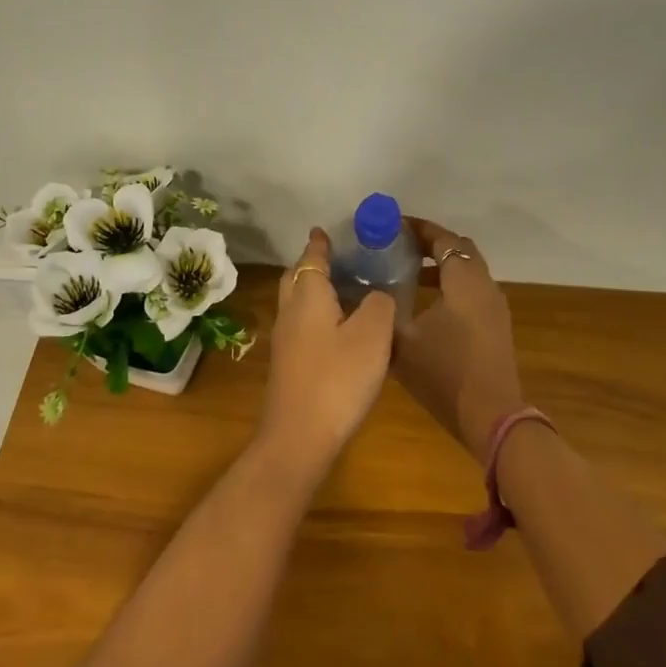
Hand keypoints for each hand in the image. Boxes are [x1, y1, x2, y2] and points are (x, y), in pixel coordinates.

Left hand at [256, 229, 395, 478]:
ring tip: (347, 290)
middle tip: (341, 258)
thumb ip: (379, 303)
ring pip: (298, 302)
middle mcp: (290, 311)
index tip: (326, 229)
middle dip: (314, 263)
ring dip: (316, 290)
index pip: (312, 257)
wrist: (299, 437)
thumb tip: (378, 293)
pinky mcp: (289, 364)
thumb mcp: (373, 334)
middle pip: (297, 277)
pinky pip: (303, 325)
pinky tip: (341, 329)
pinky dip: (318, 315)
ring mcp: (285, 340)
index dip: (320, 243)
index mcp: (307, 295)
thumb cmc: (338, 378)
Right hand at [394, 218, 524, 459]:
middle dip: (430, 243)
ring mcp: (494, 307)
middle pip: (459, 250)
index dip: (418, 228)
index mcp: (464, 280)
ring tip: (407, 273)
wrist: (491, 417)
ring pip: (468, 272)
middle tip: (399, 246)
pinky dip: (450, 286)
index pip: (443, 238)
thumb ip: (384, 311)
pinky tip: (426, 305)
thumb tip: (369, 293)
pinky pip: (472, 291)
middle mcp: (484, 285)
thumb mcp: (402, 341)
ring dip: (441, 266)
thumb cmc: (445, 373)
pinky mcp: (496, 326)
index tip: (392, 226)